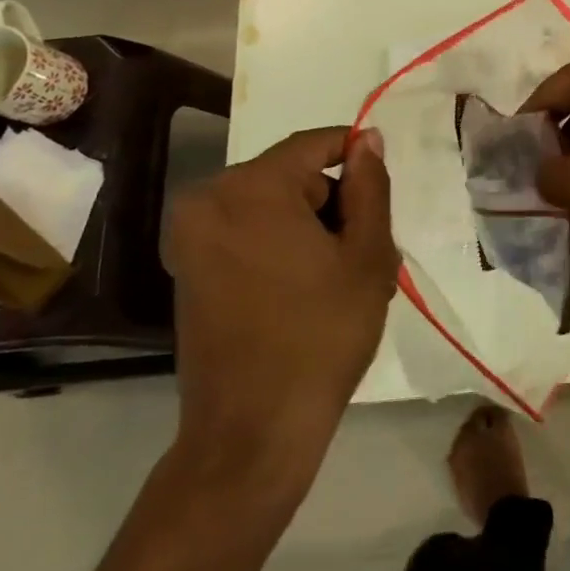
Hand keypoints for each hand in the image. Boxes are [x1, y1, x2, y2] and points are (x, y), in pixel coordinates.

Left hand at [163, 127, 397, 471]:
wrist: (253, 431)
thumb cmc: (322, 334)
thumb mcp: (367, 255)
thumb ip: (370, 186)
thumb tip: (367, 139)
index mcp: (251, 188)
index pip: (314, 144)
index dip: (355, 155)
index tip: (383, 186)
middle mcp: (209, 200)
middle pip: (291, 176)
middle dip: (332, 202)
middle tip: (366, 250)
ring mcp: (190, 237)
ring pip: (270, 205)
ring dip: (308, 226)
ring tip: (340, 276)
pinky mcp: (186, 269)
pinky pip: (245, 232)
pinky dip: (279, 245)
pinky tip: (306, 289)